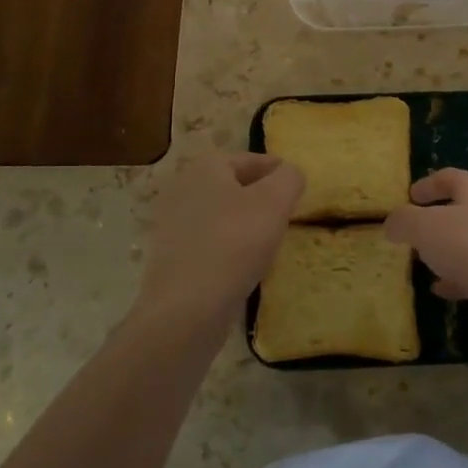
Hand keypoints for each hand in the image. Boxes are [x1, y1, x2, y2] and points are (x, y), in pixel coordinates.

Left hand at [136, 153, 304, 327]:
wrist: (186, 308)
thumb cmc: (234, 243)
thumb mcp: (274, 202)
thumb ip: (289, 178)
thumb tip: (291, 173)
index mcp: (205, 168)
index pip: (248, 159)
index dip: (275, 169)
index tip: (296, 184)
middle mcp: (182, 189)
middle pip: (232, 186)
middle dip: (259, 195)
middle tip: (286, 211)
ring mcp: (172, 226)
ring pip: (220, 215)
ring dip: (244, 222)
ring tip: (270, 239)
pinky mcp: (171, 259)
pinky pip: (209, 243)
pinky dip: (229, 247)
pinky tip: (246, 265)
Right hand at [385, 169, 467, 318]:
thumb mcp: (427, 229)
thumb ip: (404, 222)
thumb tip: (392, 222)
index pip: (449, 177)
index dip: (427, 184)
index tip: (409, 195)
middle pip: (463, 208)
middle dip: (437, 220)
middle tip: (415, 233)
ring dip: (449, 250)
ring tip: (426, 263)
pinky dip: (461, 277)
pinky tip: (444, 291)